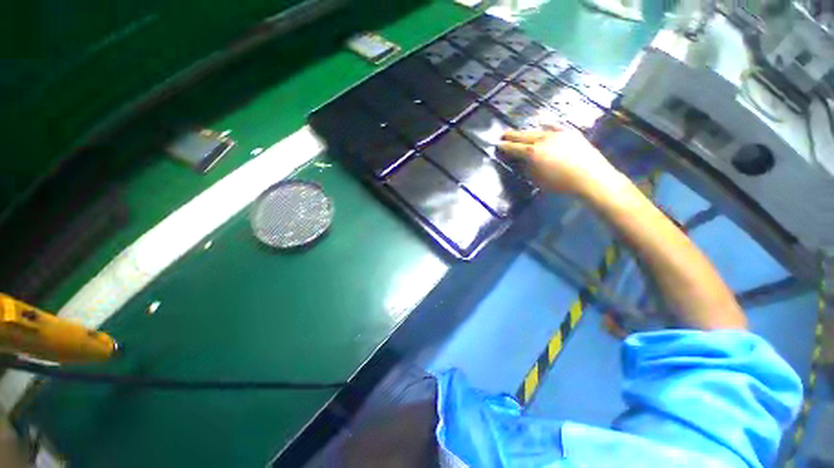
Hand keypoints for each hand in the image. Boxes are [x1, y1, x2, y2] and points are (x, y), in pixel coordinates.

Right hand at [498, 127, 624, 195]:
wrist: (590, 176)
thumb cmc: (560, 183)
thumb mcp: (537, 180)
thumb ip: (528, 169)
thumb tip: (523, 161)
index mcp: (532, 153)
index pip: (514, 148)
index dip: (505, 146)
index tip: (498, 144)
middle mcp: (542, 140)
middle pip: (524, 136)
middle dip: (512, 135)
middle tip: (504, 133)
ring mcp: (557, 134)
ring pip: (537, 130)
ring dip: (527, 131)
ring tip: (520, 132)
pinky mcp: (569, 132)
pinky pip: (554, 125)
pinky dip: (546, 124)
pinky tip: (543, 122)